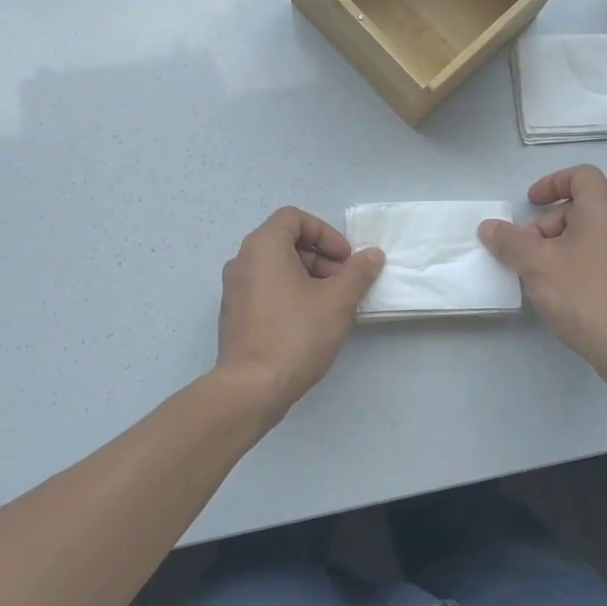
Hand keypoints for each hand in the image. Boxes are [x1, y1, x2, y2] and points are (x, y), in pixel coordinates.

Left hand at [215, 208, 383, 412]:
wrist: (252, 387)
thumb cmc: (296, 335)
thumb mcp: (337, 301)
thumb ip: (358, 273)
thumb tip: (372, 255)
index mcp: (262, 247)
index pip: (294, 218)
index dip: (325, 233)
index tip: (345, 259)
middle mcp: (242, 261)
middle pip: (285, 241)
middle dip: (320, 257)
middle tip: (344, 283)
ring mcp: (234, 289)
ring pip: (276, 267)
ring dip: (308, 276)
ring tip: (332, 305)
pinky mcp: (234, 314)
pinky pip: (265, 289)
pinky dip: (289, 293)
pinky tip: (310, 321)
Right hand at [479, 165, 606, 387]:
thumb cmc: (584, 295)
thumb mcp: (536, 264)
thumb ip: (509, 242)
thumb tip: (489, 227)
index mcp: (603, 212)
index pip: (582, 176)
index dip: (552, 182)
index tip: (530, 203)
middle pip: (579, 209)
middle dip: (545, 225)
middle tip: (523, 251)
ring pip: (585, 237)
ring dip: (554, 248)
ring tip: (534, 276)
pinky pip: (594, 260)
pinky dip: (570, 266)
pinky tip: (555, 294)